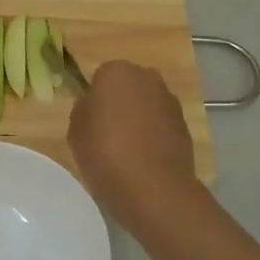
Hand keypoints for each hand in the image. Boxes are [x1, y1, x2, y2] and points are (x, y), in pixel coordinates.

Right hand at [68, 61, 201, 231]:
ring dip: (138, 118)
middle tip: (107, 133)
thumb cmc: (105, 154)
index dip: (94, 99)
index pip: (100, 77)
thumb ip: (82, 110)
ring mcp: (169, 99)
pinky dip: (154, 133)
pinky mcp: (185, 123)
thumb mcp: (75, 132)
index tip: (91, 121)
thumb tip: (92, 105)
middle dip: (119, 103)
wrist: (153, 187)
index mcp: (115, 72)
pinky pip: (161, 122)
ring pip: (146, 104)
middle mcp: (147, 77)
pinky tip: (145, 158)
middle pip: (127, 86)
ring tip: (127, 149)